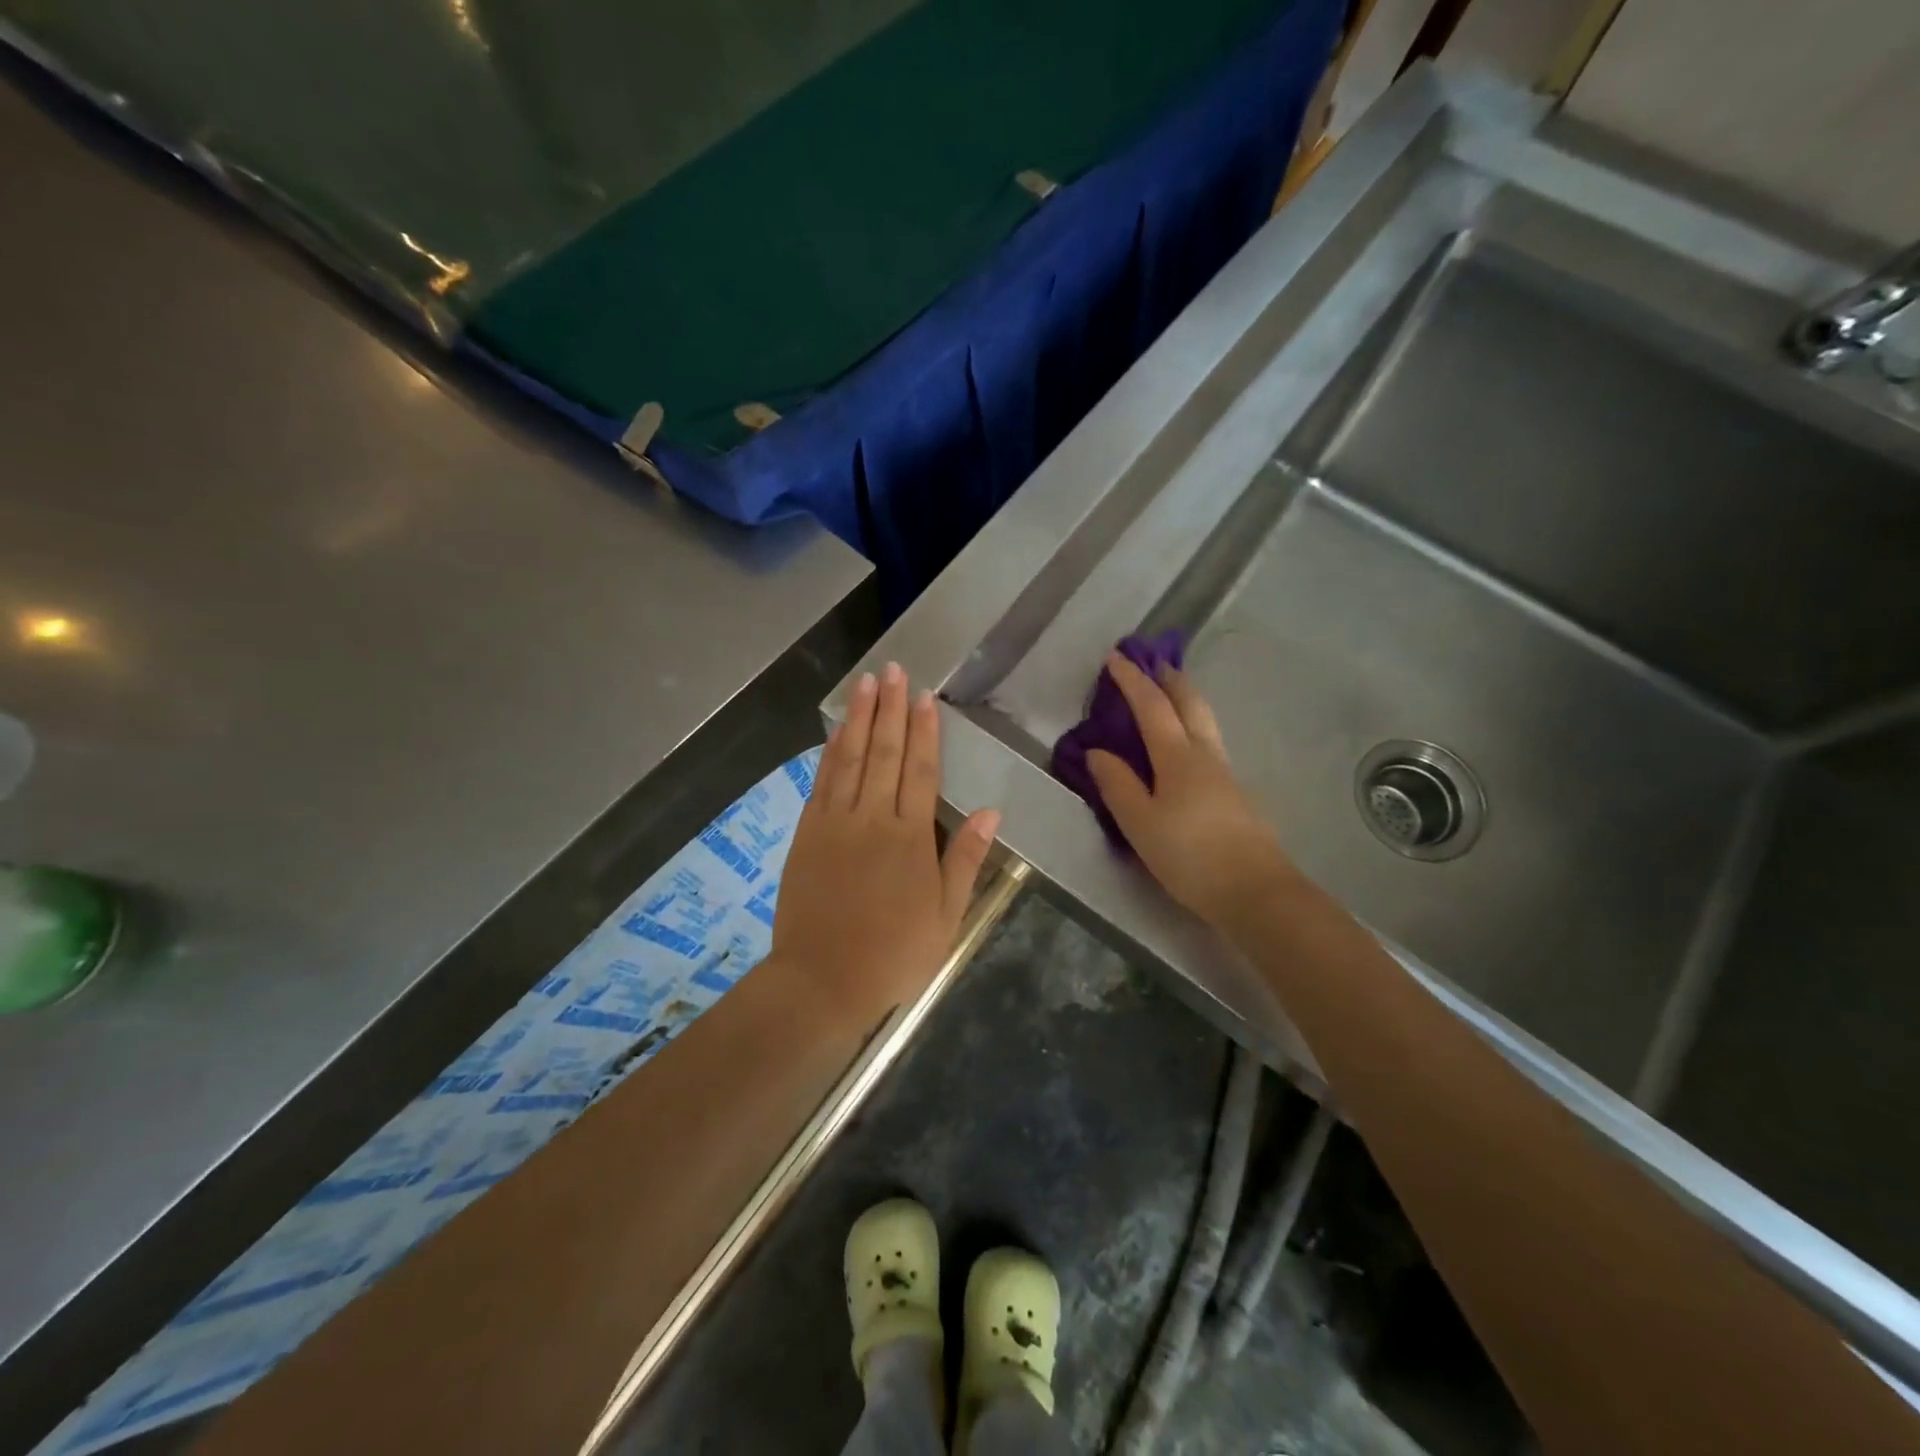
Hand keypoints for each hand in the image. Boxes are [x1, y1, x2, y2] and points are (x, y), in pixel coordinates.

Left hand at [771, 663, 1000, 1017]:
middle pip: (883, 752)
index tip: (924, 696)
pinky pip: (822, 781)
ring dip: (858, 717)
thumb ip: (965, 859)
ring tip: (866, 683)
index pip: (920, 770)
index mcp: (910, 837)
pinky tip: (837, 731)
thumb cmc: (893, 953)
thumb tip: (990, 811)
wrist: (822, 980)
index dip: (924, 730)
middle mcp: (872, 818)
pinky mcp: (807, 833)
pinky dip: (830, 751)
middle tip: (894, 670)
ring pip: (849, 758)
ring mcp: (834, 822)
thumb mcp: (946, 916)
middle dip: (890, 708)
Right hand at [1085, 652, 1291, 928]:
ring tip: (1170, 694)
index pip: (1152, 706)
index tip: (1115, 657)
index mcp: (1178, 757)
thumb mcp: (1140, 823)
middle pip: (1190, 703)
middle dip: (1170, 679)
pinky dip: (1193, 726)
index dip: (1132, 680)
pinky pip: (1209, 743)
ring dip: (1186, 699)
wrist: (1254, 891)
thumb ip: (1117, 785)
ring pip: (1205, 722)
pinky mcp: (1234, 794)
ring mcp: (1224, 774)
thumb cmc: (1190, 856)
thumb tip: (1097, 751)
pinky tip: (1186, 745)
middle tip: (1153, 663)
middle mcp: (1205, 755)